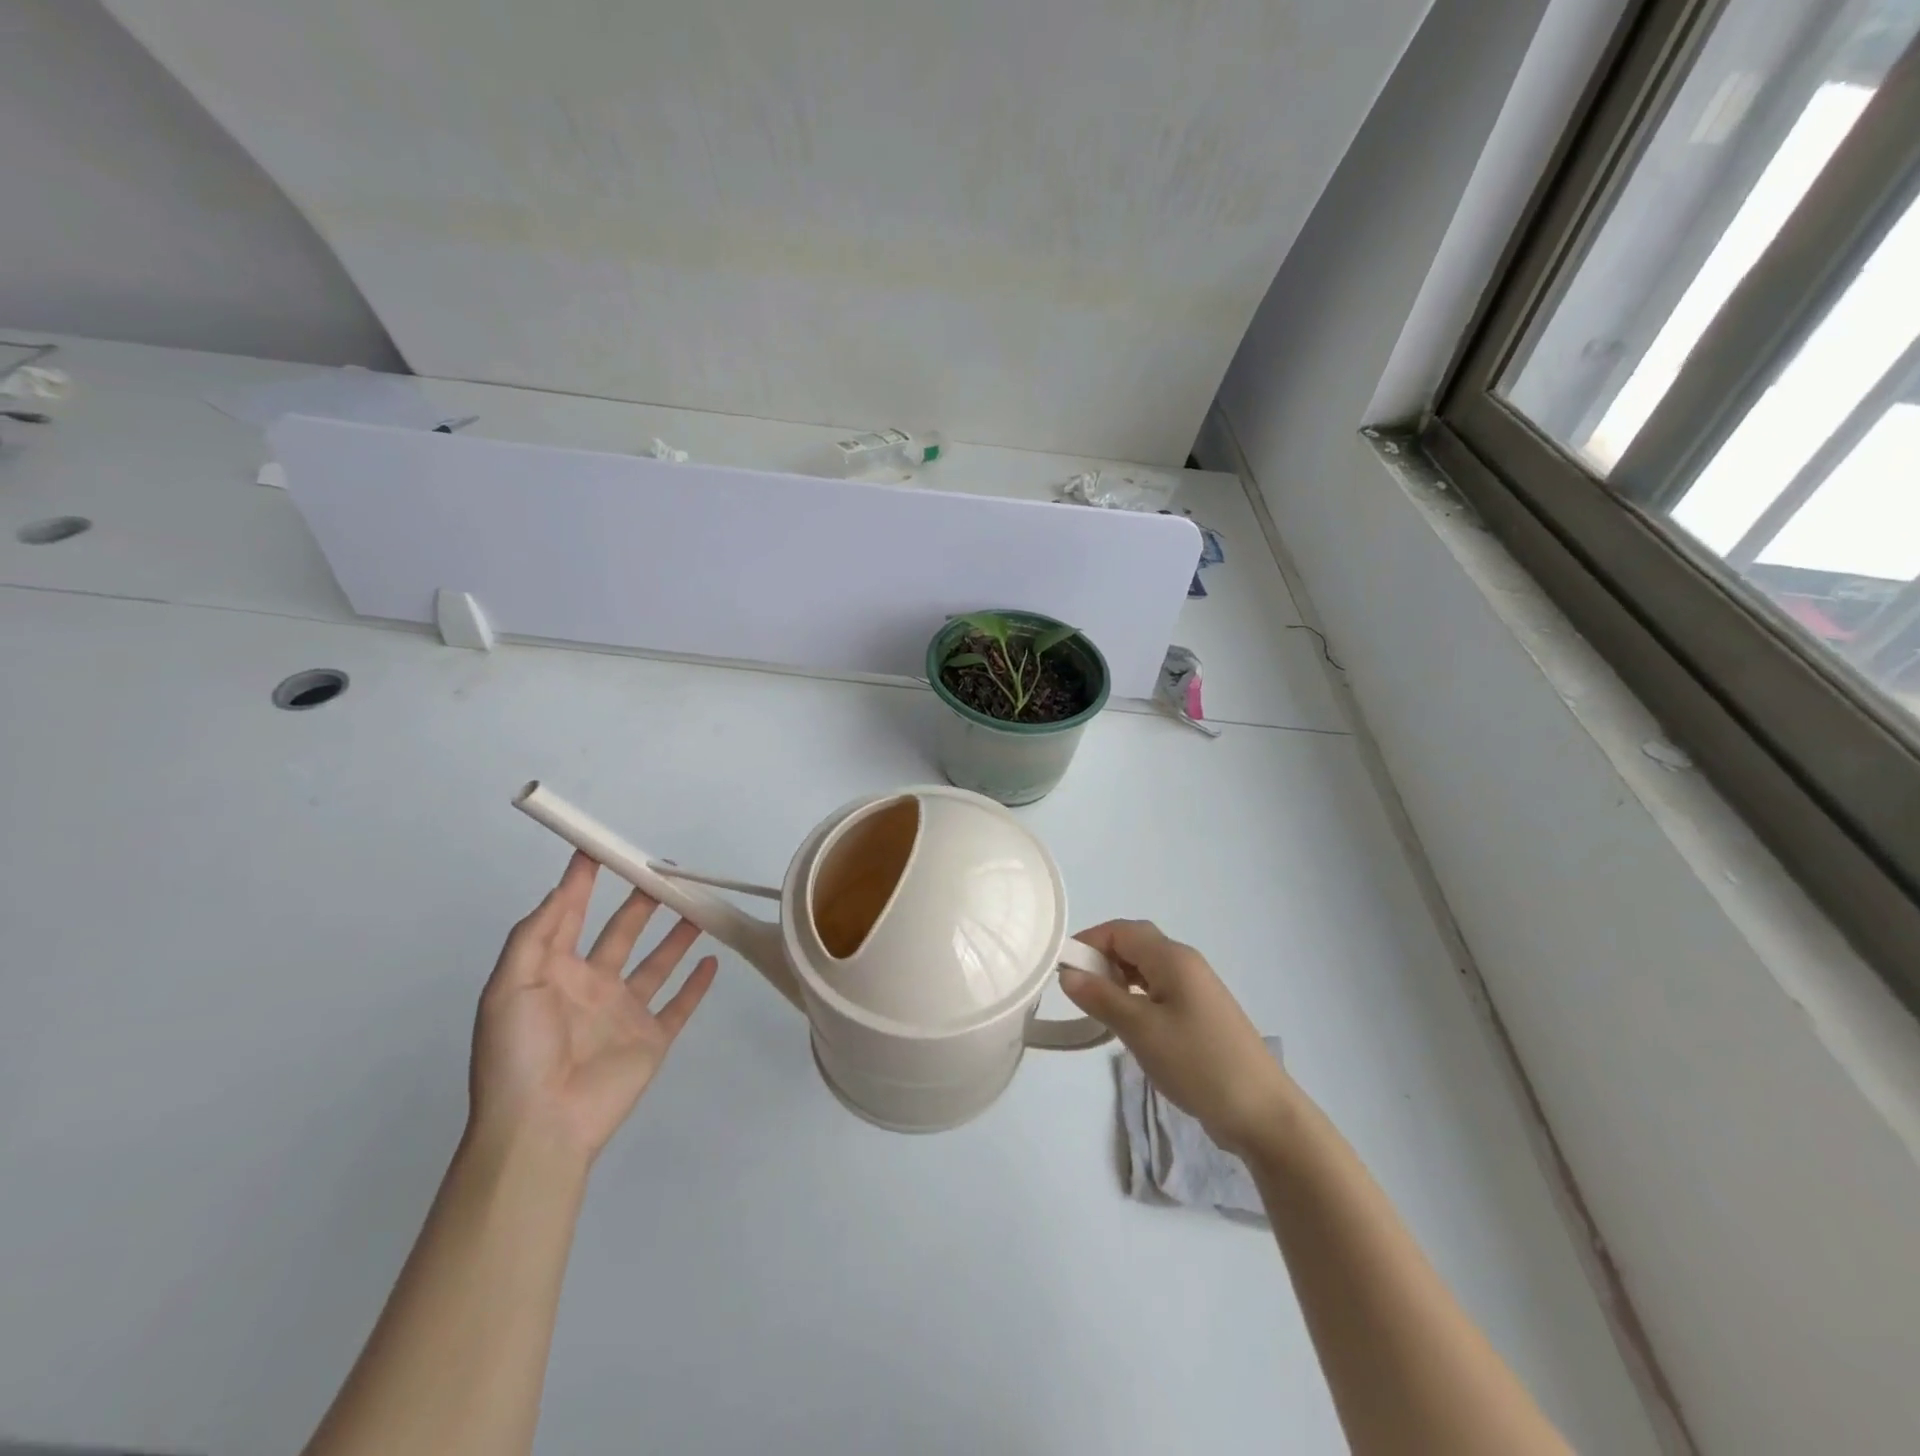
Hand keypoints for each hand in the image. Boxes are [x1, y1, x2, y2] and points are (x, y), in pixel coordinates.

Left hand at [469, 851, 717, 1162]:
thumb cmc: (519, 1052)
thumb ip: (536, 934)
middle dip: (641, 901)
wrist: (541, 1126)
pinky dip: (697, 984)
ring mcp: (625, 1013)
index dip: (582, 882)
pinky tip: (712, 960)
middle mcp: (592, 986)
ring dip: (676, 935)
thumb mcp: (510, 986)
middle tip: (666, 872)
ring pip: (657, 963)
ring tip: (697, 905)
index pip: (570, 916)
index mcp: (554, 973)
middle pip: (623, 932)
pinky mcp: (652, 1038)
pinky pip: (680, 1004)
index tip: (598, 849)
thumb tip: (562, 889)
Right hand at [1060, 920, 1290, 1155]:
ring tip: (1098, 1010)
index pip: (1121, 930)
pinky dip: (1136, 998)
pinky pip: (1159, 991)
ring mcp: (1196, 990)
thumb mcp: (1141, 1030)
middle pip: (1134, 945)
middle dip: (1101, 960)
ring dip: (1118, 980)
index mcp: (1173, 958)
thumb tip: (1068, 973)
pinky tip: (1128, 1025)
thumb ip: (1101, 998)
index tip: (1062, 969)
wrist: (1263, 1113)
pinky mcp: (1201, 1015)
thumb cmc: (1198, 1063)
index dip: (1089, 941)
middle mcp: (1186, 964)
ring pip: (1146, 969)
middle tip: (1078, 992)